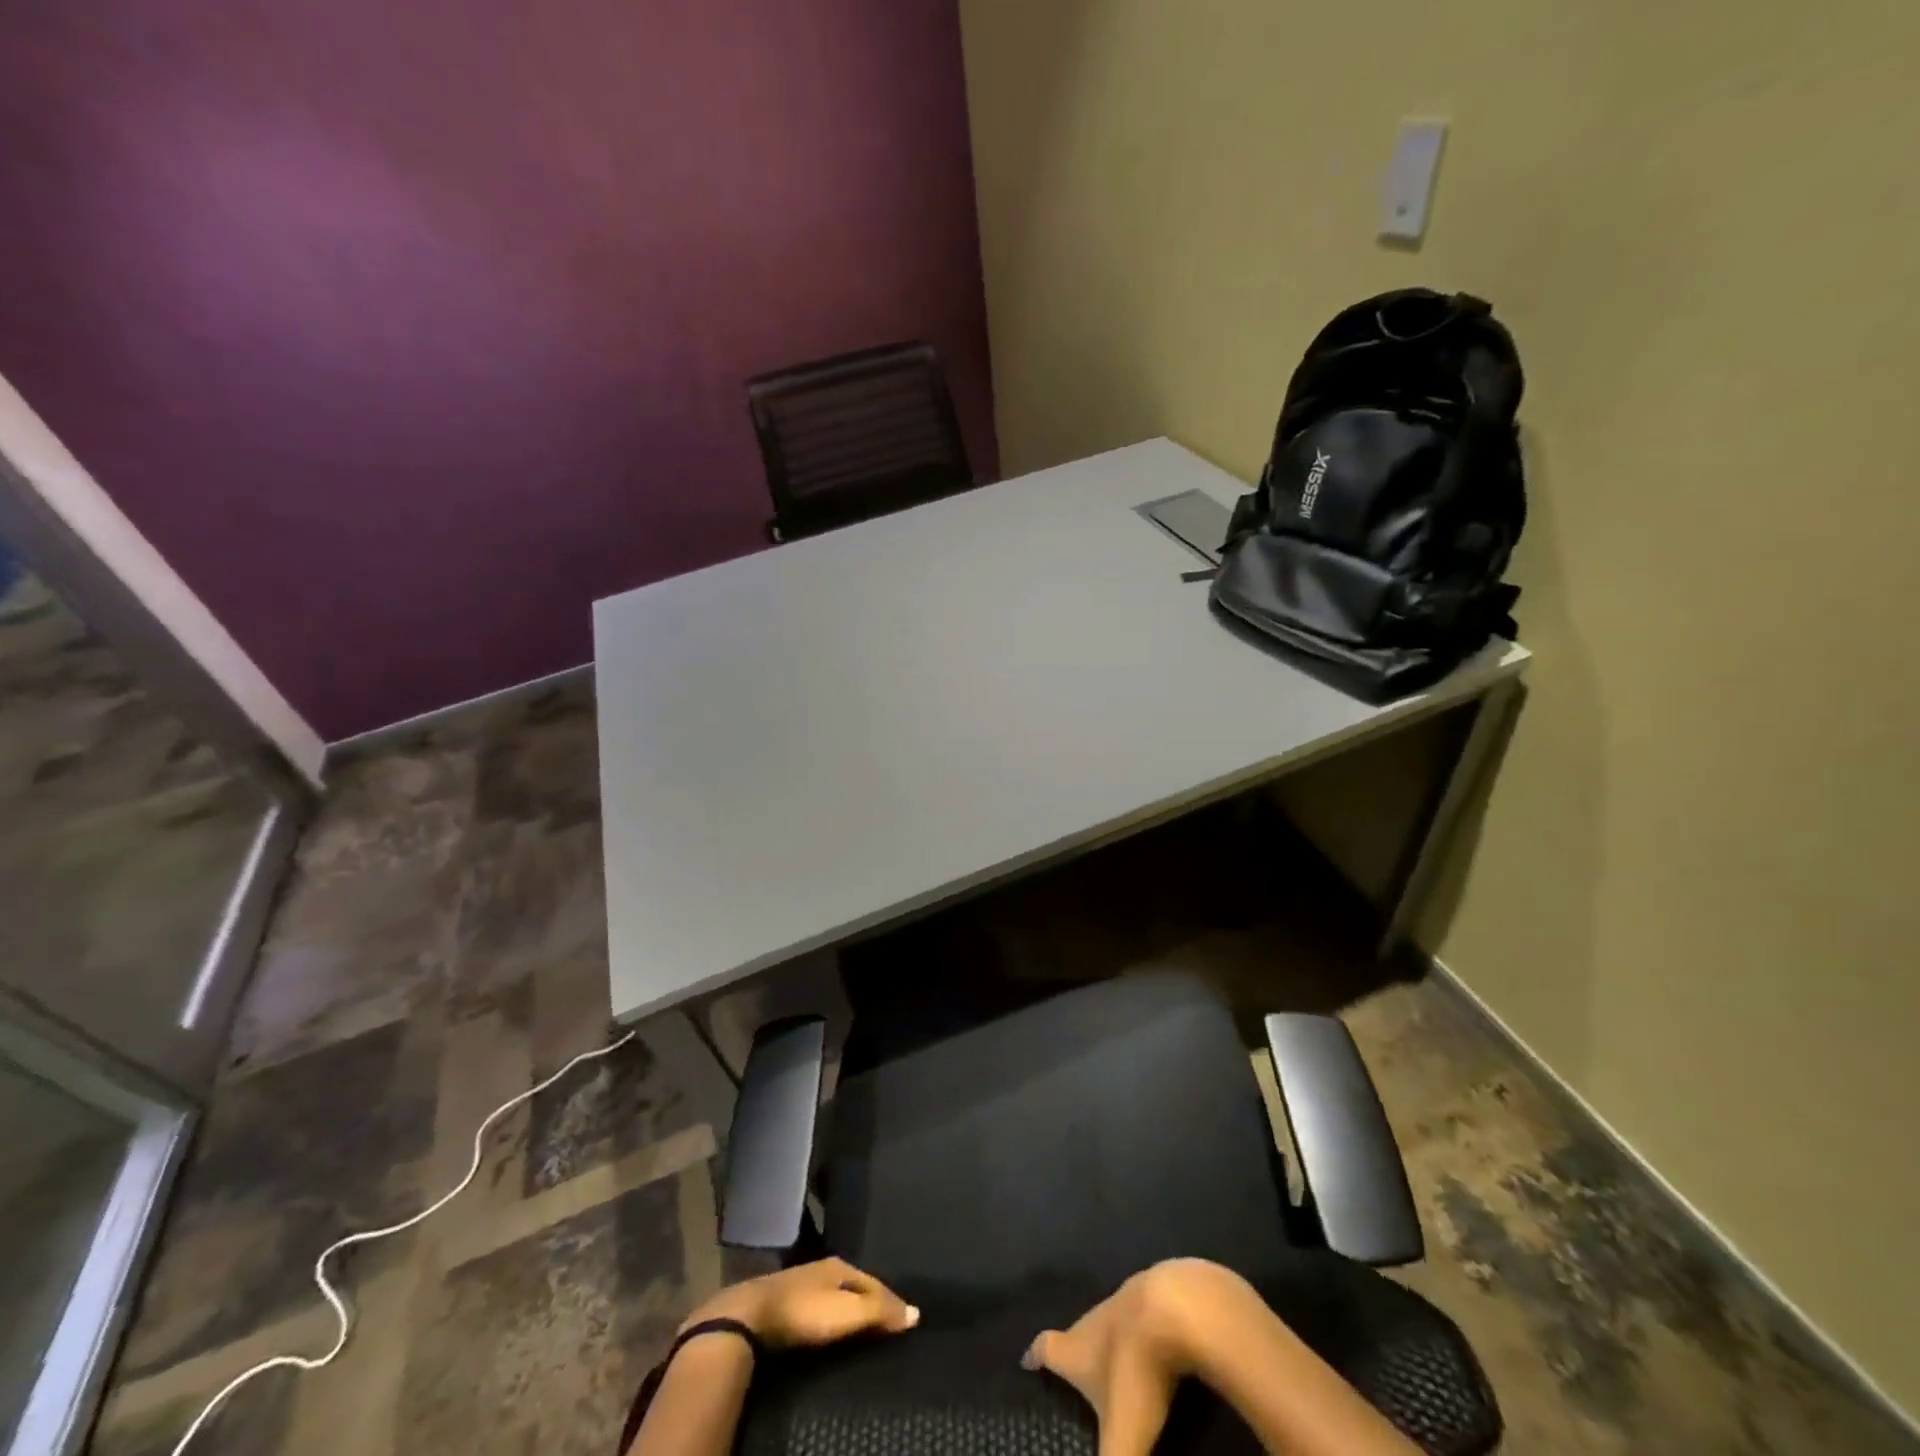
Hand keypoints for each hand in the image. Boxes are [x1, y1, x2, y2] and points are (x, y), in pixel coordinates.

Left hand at [682, 1257, 919, 1349]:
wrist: (750, 1316)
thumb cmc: (804, 1313)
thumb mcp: (847, 1313)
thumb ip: (880, 1312)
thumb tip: (916, 1312)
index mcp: (841, 1265)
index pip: (876, 1282)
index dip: (891, 1301)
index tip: (906, 1320)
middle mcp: (824, 1268)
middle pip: (856, 1286)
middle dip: (872, 1301)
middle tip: (888, 1322)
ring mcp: (803, 1283)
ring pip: (836, 1295)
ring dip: (851, 1308)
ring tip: (864, 1326)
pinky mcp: (786, 1302)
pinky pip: (820, 1306)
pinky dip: (832, 1315)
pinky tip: (832, 1327)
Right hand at [1021, 1260, 1254, 1455]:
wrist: (1175, 1308)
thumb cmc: (1137, 1373)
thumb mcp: (1123, 1435)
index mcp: (1076, 1348)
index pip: (1046, 1348)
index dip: (1035, 1355)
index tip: (1026, 1360)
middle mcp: (1094, 1319)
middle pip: (1077, 1331)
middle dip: (1075, 1348)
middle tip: (1076, 1368)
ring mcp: (1125, 1301)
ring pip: (1109, 1321)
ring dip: (1109, 1339)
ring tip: (1112, 1358)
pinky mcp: (1154, 1294)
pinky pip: (1140, 1314)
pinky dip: (1140, 1329)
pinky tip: (1151, 1340)